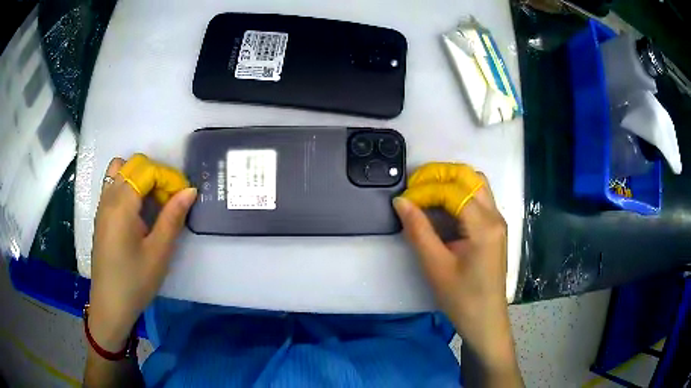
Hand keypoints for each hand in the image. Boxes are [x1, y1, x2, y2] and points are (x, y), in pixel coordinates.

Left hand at [88, 155, 195, 350]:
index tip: (183, 197)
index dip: (168, 178)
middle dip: (155, 174)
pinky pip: (114, 184)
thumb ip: (173, 217)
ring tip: (152, 201)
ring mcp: (102, 205)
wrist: (110, 305)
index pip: (147, 170)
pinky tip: (138, 210)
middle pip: (133, 164)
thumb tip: (190, 190)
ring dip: (140, 177)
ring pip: (120, 170)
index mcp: (121, 205)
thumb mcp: (158, 253)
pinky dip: (129, 185)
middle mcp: (108, 197)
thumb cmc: (135, 282)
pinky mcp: (101, 215)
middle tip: (169, 200)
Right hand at [393, 163, 515, 371]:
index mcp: (483, 226)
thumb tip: (401, 201)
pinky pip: (478, 197)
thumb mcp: (435, 266)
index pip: (452, 191)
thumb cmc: (461, 298)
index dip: (425, 190)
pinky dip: (459, 191)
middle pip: (469, 176)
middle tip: (415, 186)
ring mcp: (498, 220)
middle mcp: (495, 216)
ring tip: (427, 191)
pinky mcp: (495, 227)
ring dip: (451, 180)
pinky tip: (443, 205)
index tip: (404, 200)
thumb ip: (418, 230)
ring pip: (476, 183)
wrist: (485, 319)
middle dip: (439, 174)